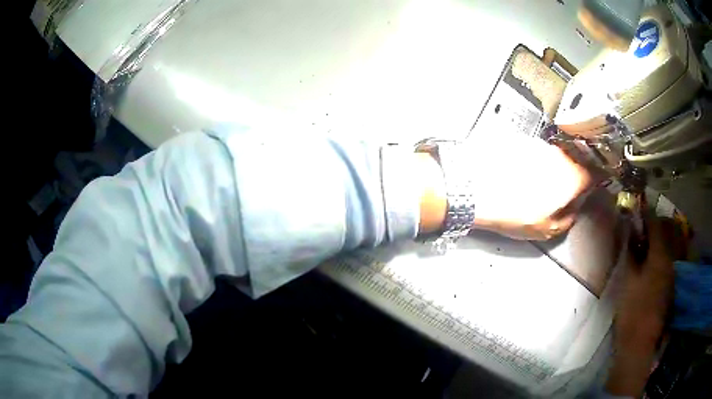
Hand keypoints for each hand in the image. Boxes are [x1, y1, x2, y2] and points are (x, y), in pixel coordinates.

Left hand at [467, 133, 593, 239]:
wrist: (477, 189)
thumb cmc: (516, 213)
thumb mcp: (548, 229)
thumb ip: (570, 218)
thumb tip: (575, 209)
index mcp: (572, 176)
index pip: (594, 174)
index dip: (595, 182)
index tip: (591, 189)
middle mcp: (560, 155)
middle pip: (576, 162)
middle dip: (573, 175)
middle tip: (562, 192)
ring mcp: (540, 144)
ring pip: (556, 156)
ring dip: (553, 168)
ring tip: (537, 185)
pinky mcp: (522, 140)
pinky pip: (537, 152)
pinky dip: (536, 161)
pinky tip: (522, 175)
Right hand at [606, 215, 674, 396]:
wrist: (639, 344)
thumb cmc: (632, 310)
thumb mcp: (627, 280)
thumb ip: (630, 253)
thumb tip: (629, 233)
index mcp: (660, 257)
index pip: (656, 226)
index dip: (647, 214)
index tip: (639, 205)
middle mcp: (670, 263)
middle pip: (663, 238)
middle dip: (652, 229)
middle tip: (639, 227)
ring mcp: (671, 278)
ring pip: (665, 252)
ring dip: (655, 245)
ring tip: (643, 247)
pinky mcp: (668, 290)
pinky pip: (665, 267)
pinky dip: (657, 261)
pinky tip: (648, 268)